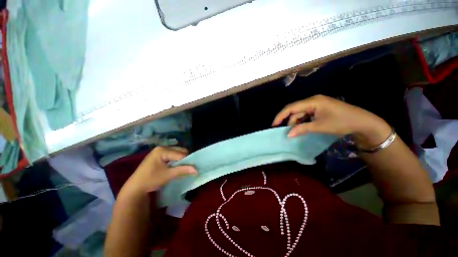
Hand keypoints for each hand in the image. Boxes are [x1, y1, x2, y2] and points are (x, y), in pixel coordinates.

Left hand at [121, 146, 196, 195]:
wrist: (135, 187)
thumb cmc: (151, 180)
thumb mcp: (168, 175)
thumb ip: (183, 170)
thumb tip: (196, 170)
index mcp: (162, 150)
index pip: (180, 154)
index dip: (187, 161)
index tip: (191, 169)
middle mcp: (162, 147)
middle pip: (180, 151)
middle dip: (184, 159)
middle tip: (184, 169)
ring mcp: (160, 151)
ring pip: (177, 153)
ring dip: (180, 160)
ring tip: (179, 168)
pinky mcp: (159, 155)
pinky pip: (172, 155)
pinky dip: (176, 160)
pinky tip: (174, 167)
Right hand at [272, 95, 391, 149]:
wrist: (363, 122)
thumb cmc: (342, 122)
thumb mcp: (320, 126)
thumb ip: (302, 129)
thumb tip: (288, 134)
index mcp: (312, 101)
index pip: (291, 107)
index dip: (281, 116)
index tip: (274, 125)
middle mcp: (312, 100)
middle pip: (295, 110)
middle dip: (289, 121)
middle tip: (287, 132)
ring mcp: (316, 104)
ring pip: (300, 113)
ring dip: (297, 122)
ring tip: (296, 132)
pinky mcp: (320, 108)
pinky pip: (306, 114)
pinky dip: (303, 121)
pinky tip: (303, 127)